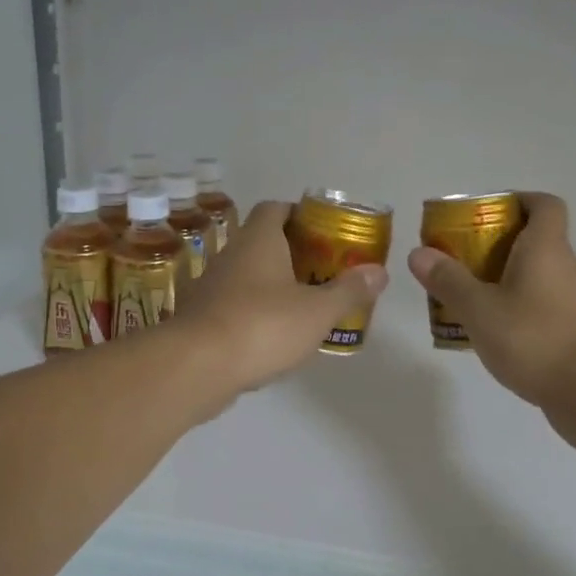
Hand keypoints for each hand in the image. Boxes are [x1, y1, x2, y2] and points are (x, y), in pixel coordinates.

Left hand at [174, 200, 389, 392]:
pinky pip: (236, 305)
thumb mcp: (317, 311)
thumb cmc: (262, 326)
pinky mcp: (203, 318)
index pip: (276, 208)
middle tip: (326, 270)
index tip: (325, 231)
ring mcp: (212, 287)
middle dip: (295, 253)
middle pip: (264, 242)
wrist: (195, 367)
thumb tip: (379, 272)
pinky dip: (257, 313)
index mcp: (258, 240)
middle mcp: (232, 255)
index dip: (300, 214)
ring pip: (249, 275)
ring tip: (307, 304)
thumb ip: (349, 291)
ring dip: (275, 284)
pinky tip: (277, 336)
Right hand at [406, 191, 575, 409]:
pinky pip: (548, 308)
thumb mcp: (480, 310)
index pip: (545, 205)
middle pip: (538, 241)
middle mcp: (567, 267)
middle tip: (466, 261)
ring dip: (511, 281)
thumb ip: (449, 280)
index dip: (521, 200)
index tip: (491, 212)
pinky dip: (524, 311)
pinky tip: (500, 335)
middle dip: (502, 246)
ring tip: (475, 300)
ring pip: (541, 277)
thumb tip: (418, 252)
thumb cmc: (533, 339)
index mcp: (546, 248)